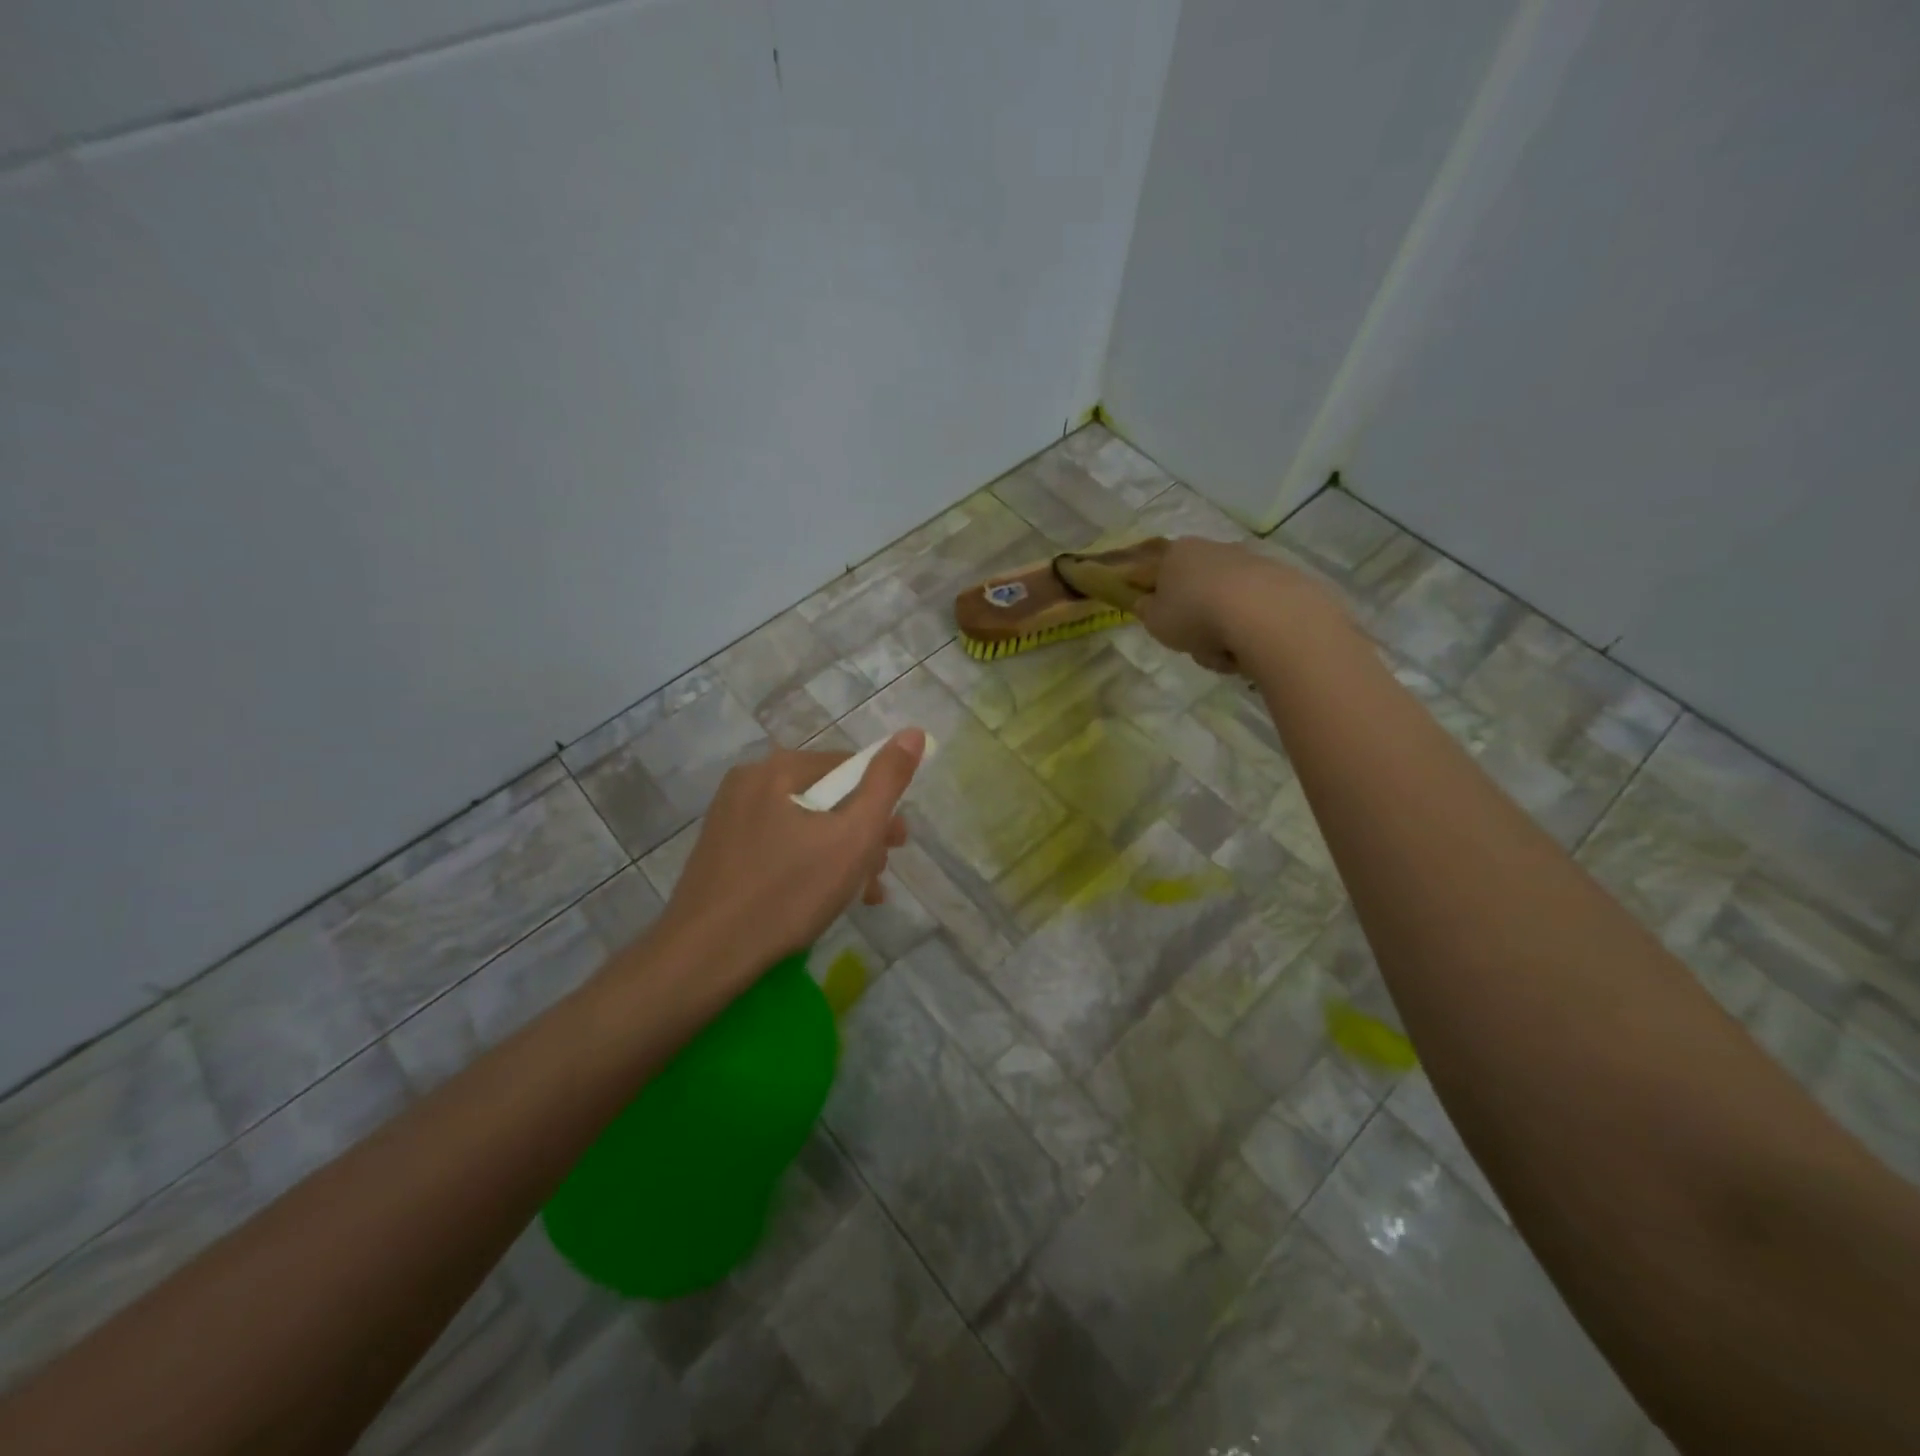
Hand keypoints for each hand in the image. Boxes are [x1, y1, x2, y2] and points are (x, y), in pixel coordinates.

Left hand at [655, 730, 925, 982]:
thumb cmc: (788, 892)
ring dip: (839, 854)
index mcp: (778, 768)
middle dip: (861, 834)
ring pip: (804, 824)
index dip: (882, 804)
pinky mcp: (721, 849)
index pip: (850, 767)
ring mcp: (730, 816)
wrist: (705, 955)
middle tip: (879, 875)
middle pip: (827, 797)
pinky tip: (821, 899)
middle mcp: (750, 780)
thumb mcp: (853, 837)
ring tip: (857, 895)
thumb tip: (913, 732)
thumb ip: (887, 783)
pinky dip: (806, 863)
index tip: (896, 845)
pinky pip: (778, 844)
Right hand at [1133, 536, 1340, 672]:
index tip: (1160, 620)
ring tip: (1223, 655)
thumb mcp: (1154, 621)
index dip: (1155, 597)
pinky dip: (1247, 632)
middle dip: (1195, 621)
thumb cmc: (1194, 614)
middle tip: (1193, 645)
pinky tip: (1249, 650)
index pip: (1157, 572)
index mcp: (1176, 553)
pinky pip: (1252, 613)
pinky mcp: (1279, 579)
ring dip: (1221, 632)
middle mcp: (1213, 550)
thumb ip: (1146, 611)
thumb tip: (1147, 602)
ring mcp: (1248, 562)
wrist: (1261, 613)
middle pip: (1195, 591)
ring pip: (1224, 605)